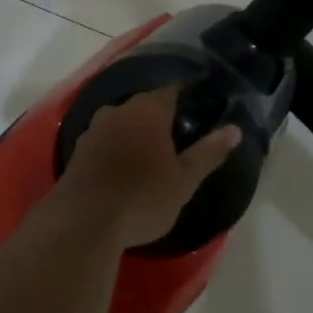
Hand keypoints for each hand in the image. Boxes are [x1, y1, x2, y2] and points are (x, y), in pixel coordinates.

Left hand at [55, 87, 241, 248]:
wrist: (85, 221)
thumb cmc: (143, 197)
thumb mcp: (184, 180)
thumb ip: (209, 152)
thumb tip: (234, 129)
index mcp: (147, 111)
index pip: (170, 91)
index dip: (185, 98)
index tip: (197, 111)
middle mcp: (117, 111)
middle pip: (143, 105)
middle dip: (158, 117)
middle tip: (177, 139)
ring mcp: (93, 130)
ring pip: (120, 123)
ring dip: (134, 134)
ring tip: (150, 156)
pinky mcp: (77, 151)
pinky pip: (104, 141)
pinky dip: (115, 149)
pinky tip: (122, 169)